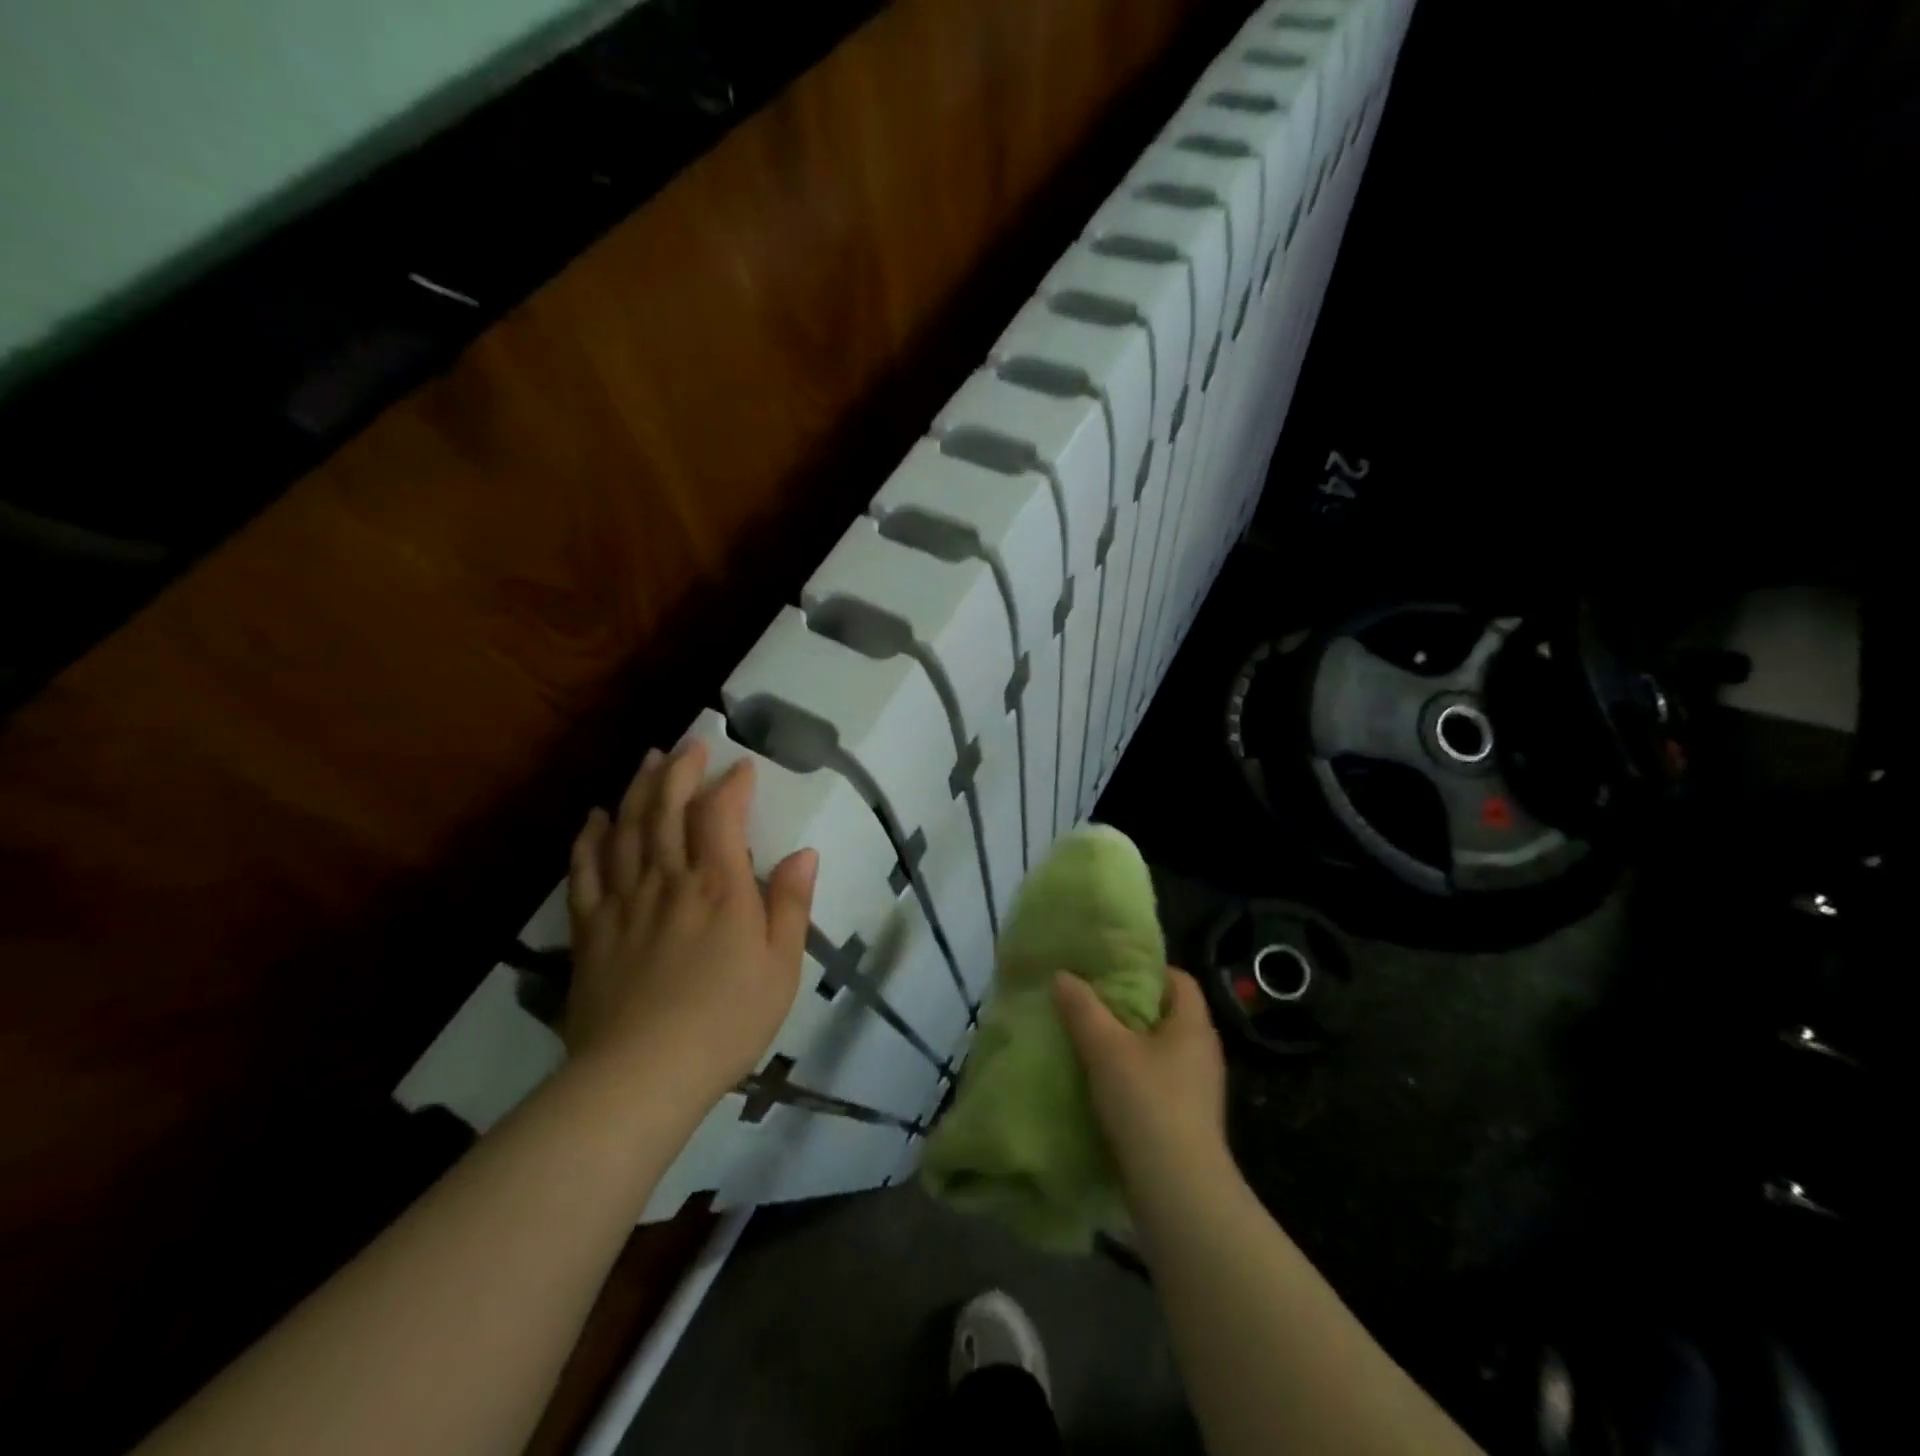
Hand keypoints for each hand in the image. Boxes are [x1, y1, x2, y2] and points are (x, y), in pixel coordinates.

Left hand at [564, 740, 817, 1109]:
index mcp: (719, 888)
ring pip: (626, 830)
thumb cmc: (726, 1021)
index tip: (742, 766)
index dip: (731, 784)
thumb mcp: (781, 967)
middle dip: (679, 771)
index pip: (721, 816)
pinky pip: (586, 872)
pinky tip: (595, 818)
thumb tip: (804, 853)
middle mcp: (669, 880)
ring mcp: (624, 902)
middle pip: (667, 810)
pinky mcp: (591, 929)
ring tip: (647, 762)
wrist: (641, 1075)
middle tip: (688, 744)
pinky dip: (590, 839)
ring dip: (637, 790)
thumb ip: (791, 905)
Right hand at [1053, 968, 1227, 1184]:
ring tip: (1088, 1040)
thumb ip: (1082, 1008)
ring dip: (1127, 1045)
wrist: (1179, 1192)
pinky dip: (1132, 1077)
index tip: (1110, 971)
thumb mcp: (1106, 1048)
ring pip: (1159, 1051)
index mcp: (1194, 1026)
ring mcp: (1198, 1090)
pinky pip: (1157, 1083)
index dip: (1146, 969)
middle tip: (1090, 1001)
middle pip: (1166, 1014)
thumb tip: (1062, 975)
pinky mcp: (1187, 1122)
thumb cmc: (1148, 1104)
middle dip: (1129, 1007)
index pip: (1179, 979)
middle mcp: (1203, 1053)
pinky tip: (1102, 1085)